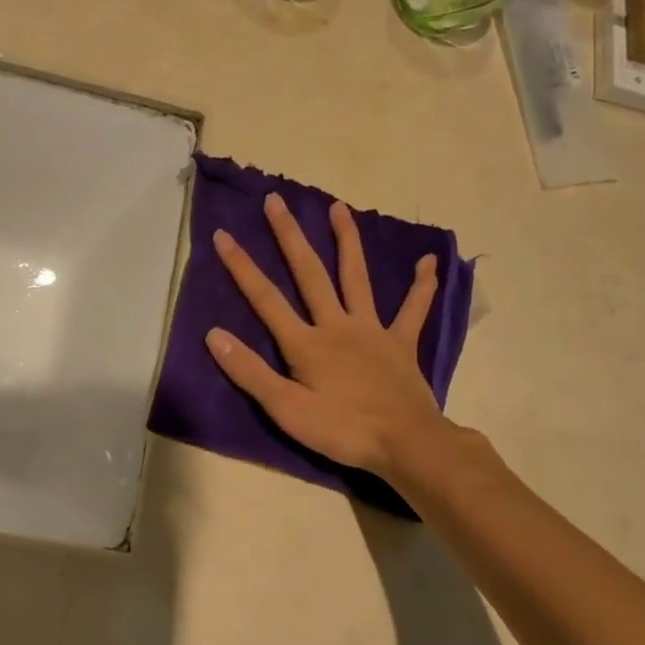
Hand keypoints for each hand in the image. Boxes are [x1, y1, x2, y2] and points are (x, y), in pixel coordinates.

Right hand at [207, 193, 449, 478]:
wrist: (406, 444)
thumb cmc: (342, 430)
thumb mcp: (286, 410)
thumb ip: (250, 372)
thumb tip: (214, 335)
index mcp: (306, 343)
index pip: (265, 298)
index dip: (242, 267)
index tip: (223, 235)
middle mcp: (336, 325)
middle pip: (309, 273)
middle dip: (289, 236)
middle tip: (276, 200)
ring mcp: (372, 330)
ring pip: (357, 277)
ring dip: (347, 240)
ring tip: (339, 206)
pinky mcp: (401, 343)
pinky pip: (413, 310)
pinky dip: (422, 286)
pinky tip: (429, 262)